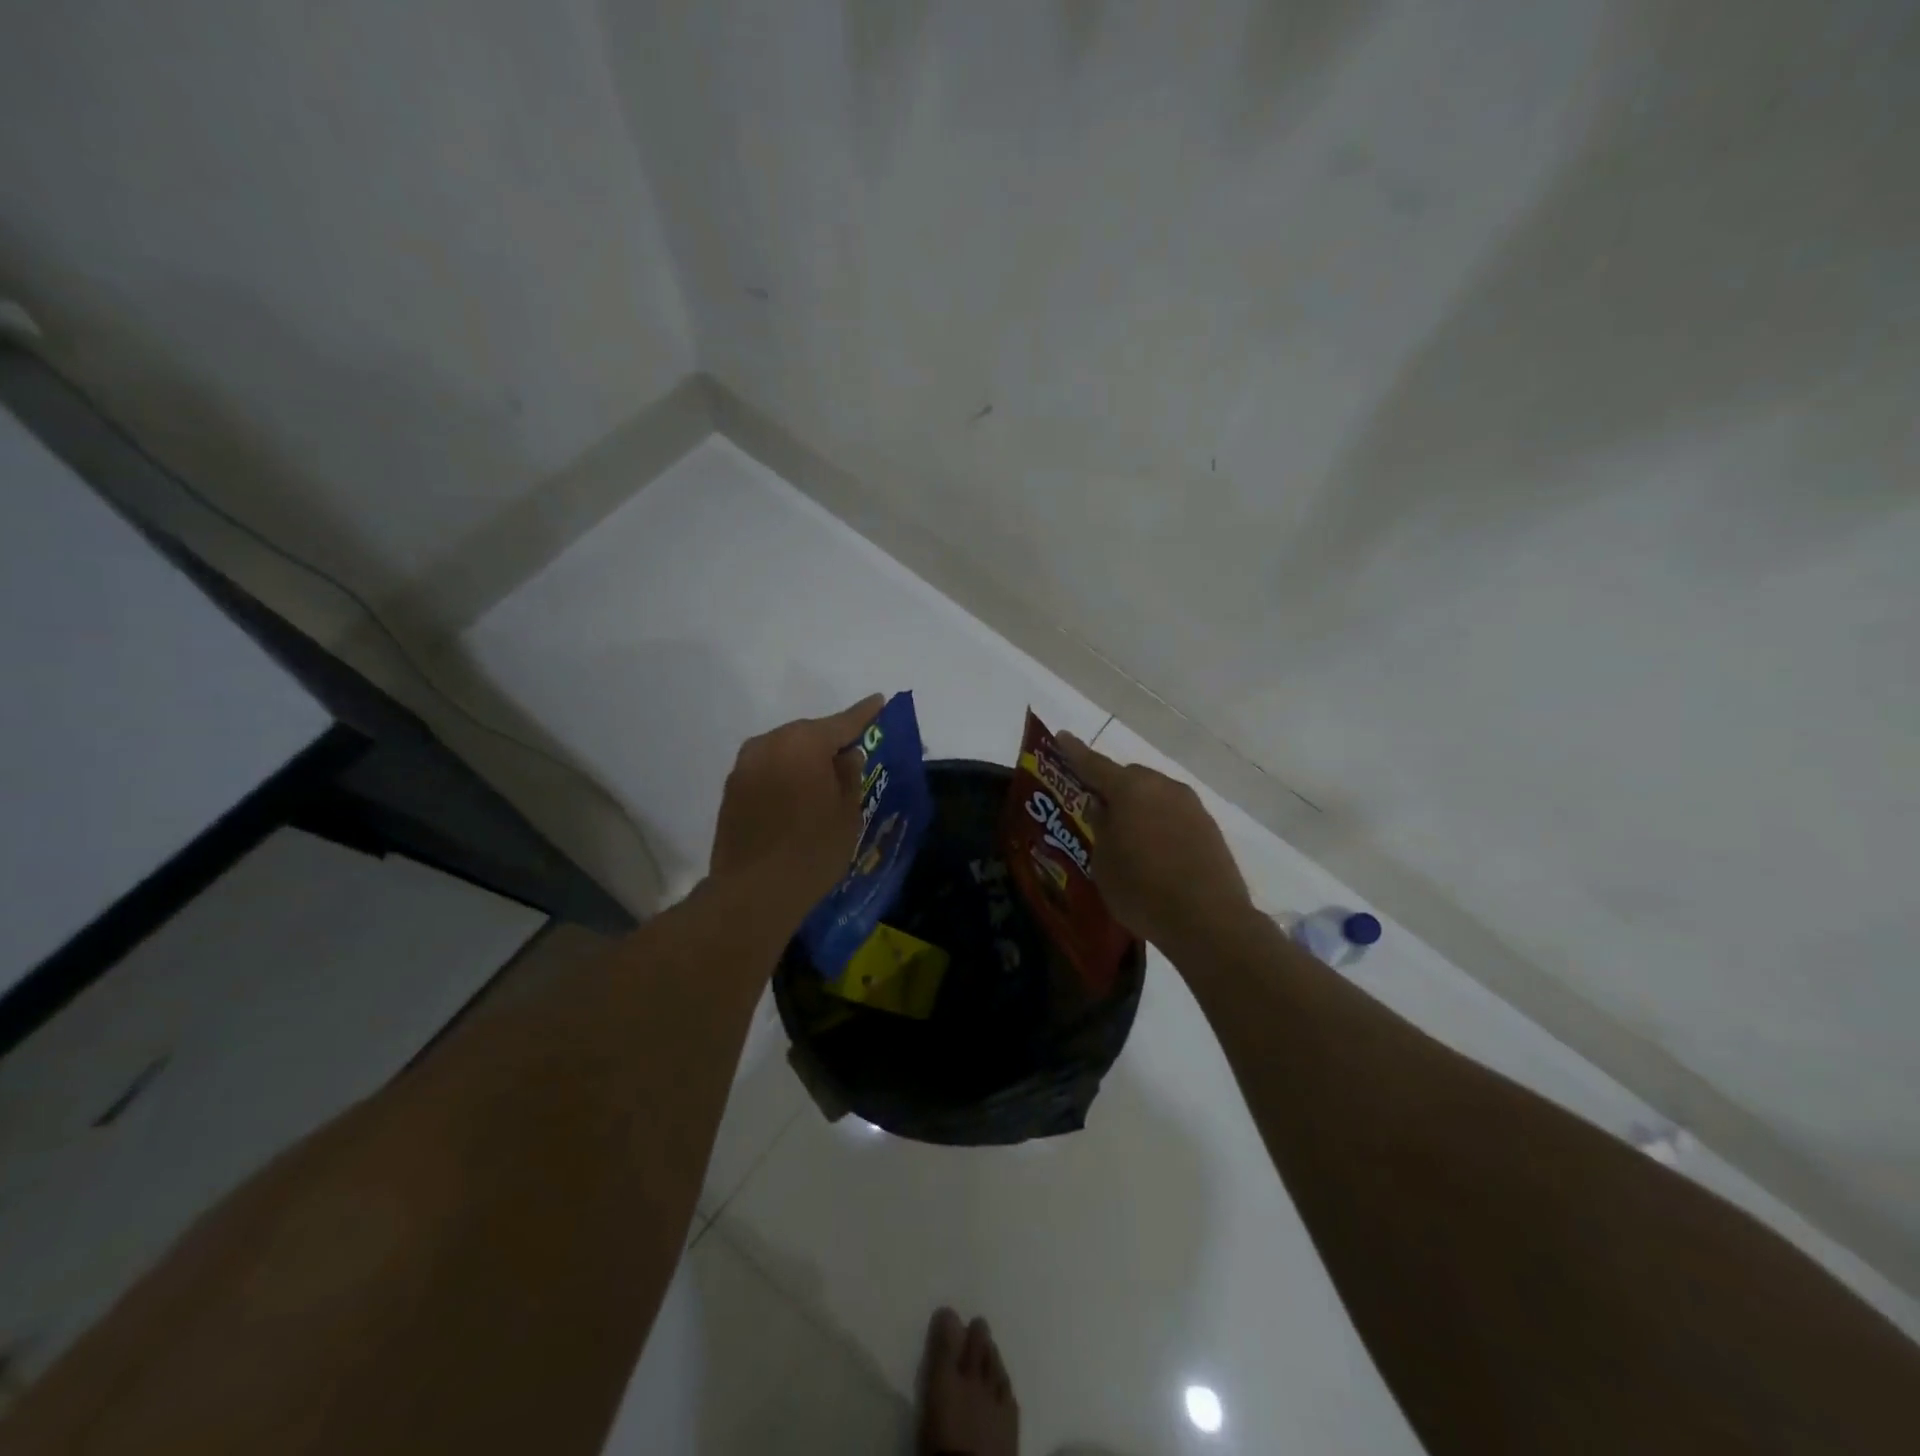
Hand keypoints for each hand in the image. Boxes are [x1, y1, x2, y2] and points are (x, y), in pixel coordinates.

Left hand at [710, 695, 883, 923]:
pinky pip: (767, 771)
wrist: (753, 892)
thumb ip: (850, 775)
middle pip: (808, 734)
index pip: (842, 722)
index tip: (879, 701)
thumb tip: (846, 754)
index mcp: (803, 743)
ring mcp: (744, 766)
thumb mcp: (847, 813)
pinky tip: (797, 797)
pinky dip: (784, 776)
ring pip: (784, 752)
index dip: (864, 714)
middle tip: (851, 752)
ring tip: (824, 778)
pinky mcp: (731, 790)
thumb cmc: (813, 850)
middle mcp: (769, 744)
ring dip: (804, 760)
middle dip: (829, 741)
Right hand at [1055, 733, 1255, 950]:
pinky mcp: (1209, 828)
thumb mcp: (1103, 862)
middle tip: (1097, 811)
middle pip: (1130, 777)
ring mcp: (1191, 806)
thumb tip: (1102, 807)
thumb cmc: (1142, 890)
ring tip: (1127, 836)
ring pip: (1155, 795)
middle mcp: (1163, 787)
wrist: (1209, 921)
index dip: (1074, 752)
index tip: (1062, 737)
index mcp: (1131, 789)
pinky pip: (1174, 814)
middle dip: (1112, 788)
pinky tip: (1154, 850)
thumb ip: (1100, 827)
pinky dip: (1159, 823)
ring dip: (1138, 807)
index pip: (1094, 764)